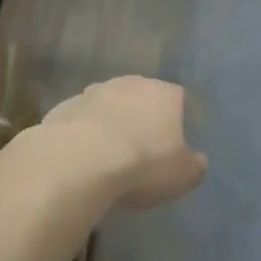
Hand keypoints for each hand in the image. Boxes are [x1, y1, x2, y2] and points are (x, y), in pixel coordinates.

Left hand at [40, 76, 206, 208]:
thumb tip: (197, 160)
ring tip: (107, 154)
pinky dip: (82, 133)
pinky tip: (80, 158)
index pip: (178, 98)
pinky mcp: (63, 108)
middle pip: (141, 97)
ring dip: (110, 122)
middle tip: (141, 147)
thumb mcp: (183, 176)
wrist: (78, 163)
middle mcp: (130, 84)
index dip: (176, 119)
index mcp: (164, 94)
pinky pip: (80, 120)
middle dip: (142, 116)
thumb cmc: (142, 165)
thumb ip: (194, 165)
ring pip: (108, 104)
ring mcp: (93, 93)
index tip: (172, 143)